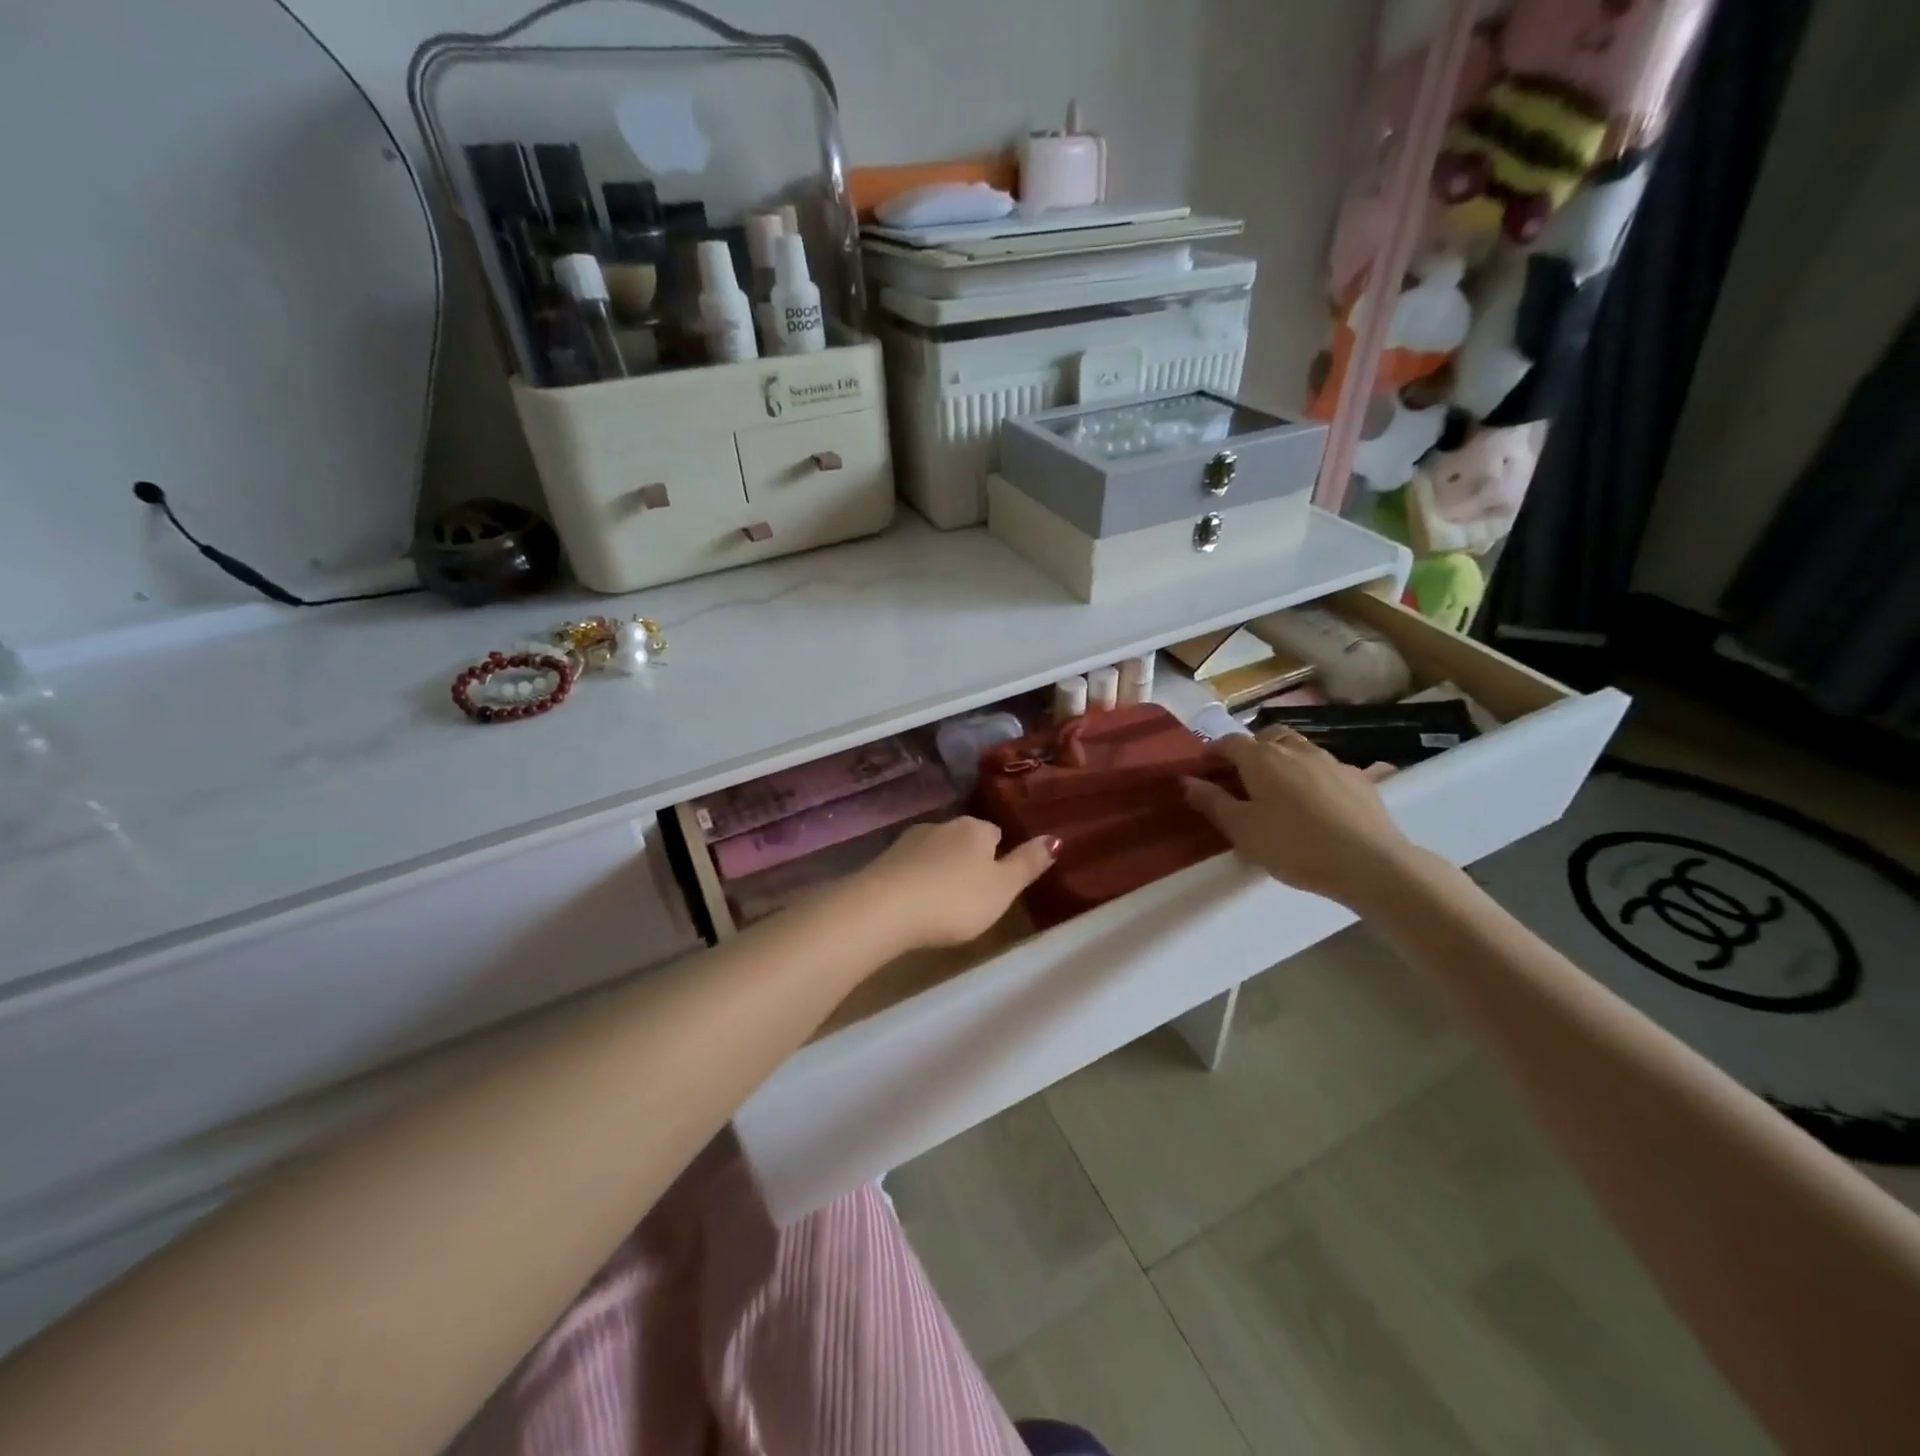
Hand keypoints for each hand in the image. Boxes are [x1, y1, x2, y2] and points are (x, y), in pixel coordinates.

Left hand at [850, 818, 1057, 951]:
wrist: (884, 909)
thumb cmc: (954, 901)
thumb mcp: (1002, 889)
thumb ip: (1028, 864)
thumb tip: (1055, 838)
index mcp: (976, 829)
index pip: (995, 833)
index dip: (999, 856)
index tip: (998, 881)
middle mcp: (943, 825)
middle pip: (964, 839)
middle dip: (969, 860)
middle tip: (973, 894)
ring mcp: (910, 840)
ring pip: (936, 850)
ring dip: (941, 868)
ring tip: (943, 899)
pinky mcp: (884, 859)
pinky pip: (911, 865)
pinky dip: (917, 878)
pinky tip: (915, 900)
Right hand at [1182, 732, 1420, 907]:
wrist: (1368, 862)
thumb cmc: (1293, 846)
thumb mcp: (1241, 830)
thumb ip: (1212, 802)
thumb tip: (1187, 780)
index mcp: (1261, 758)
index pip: (1229, 742)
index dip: (1213, 752)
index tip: (1204, 768)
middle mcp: (1294, 749)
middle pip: (1266, 737)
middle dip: (1250, 750)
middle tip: (1242, 776)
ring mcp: (1330, 760)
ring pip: (1298, 748)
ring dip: (1282, 759)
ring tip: (1278, 788)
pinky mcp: (1358, 777)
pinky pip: (1325, 767)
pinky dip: (1311, 775)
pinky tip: (1315, 802)